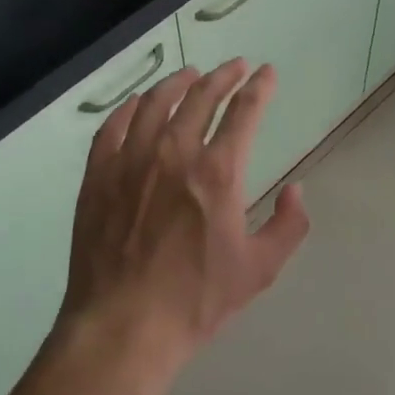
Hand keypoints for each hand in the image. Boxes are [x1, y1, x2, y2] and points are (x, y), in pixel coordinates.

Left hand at [59, 60, 309, 369]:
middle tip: (235, 66)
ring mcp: (130, 160)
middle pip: (200, 96)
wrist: (122, 328)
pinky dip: (128, 108)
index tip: (267, 72)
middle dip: (223, 75)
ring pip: (154, 102)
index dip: (259, 87)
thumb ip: (288, 226)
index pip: (244, 111)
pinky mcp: (98, 175)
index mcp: (217, 172)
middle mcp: (174, 152)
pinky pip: (112, 127)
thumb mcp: (258, 270)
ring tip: (189, 74)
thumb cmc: (194, 301)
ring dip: (177, 82)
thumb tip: (296, 191)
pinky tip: (136, 105)